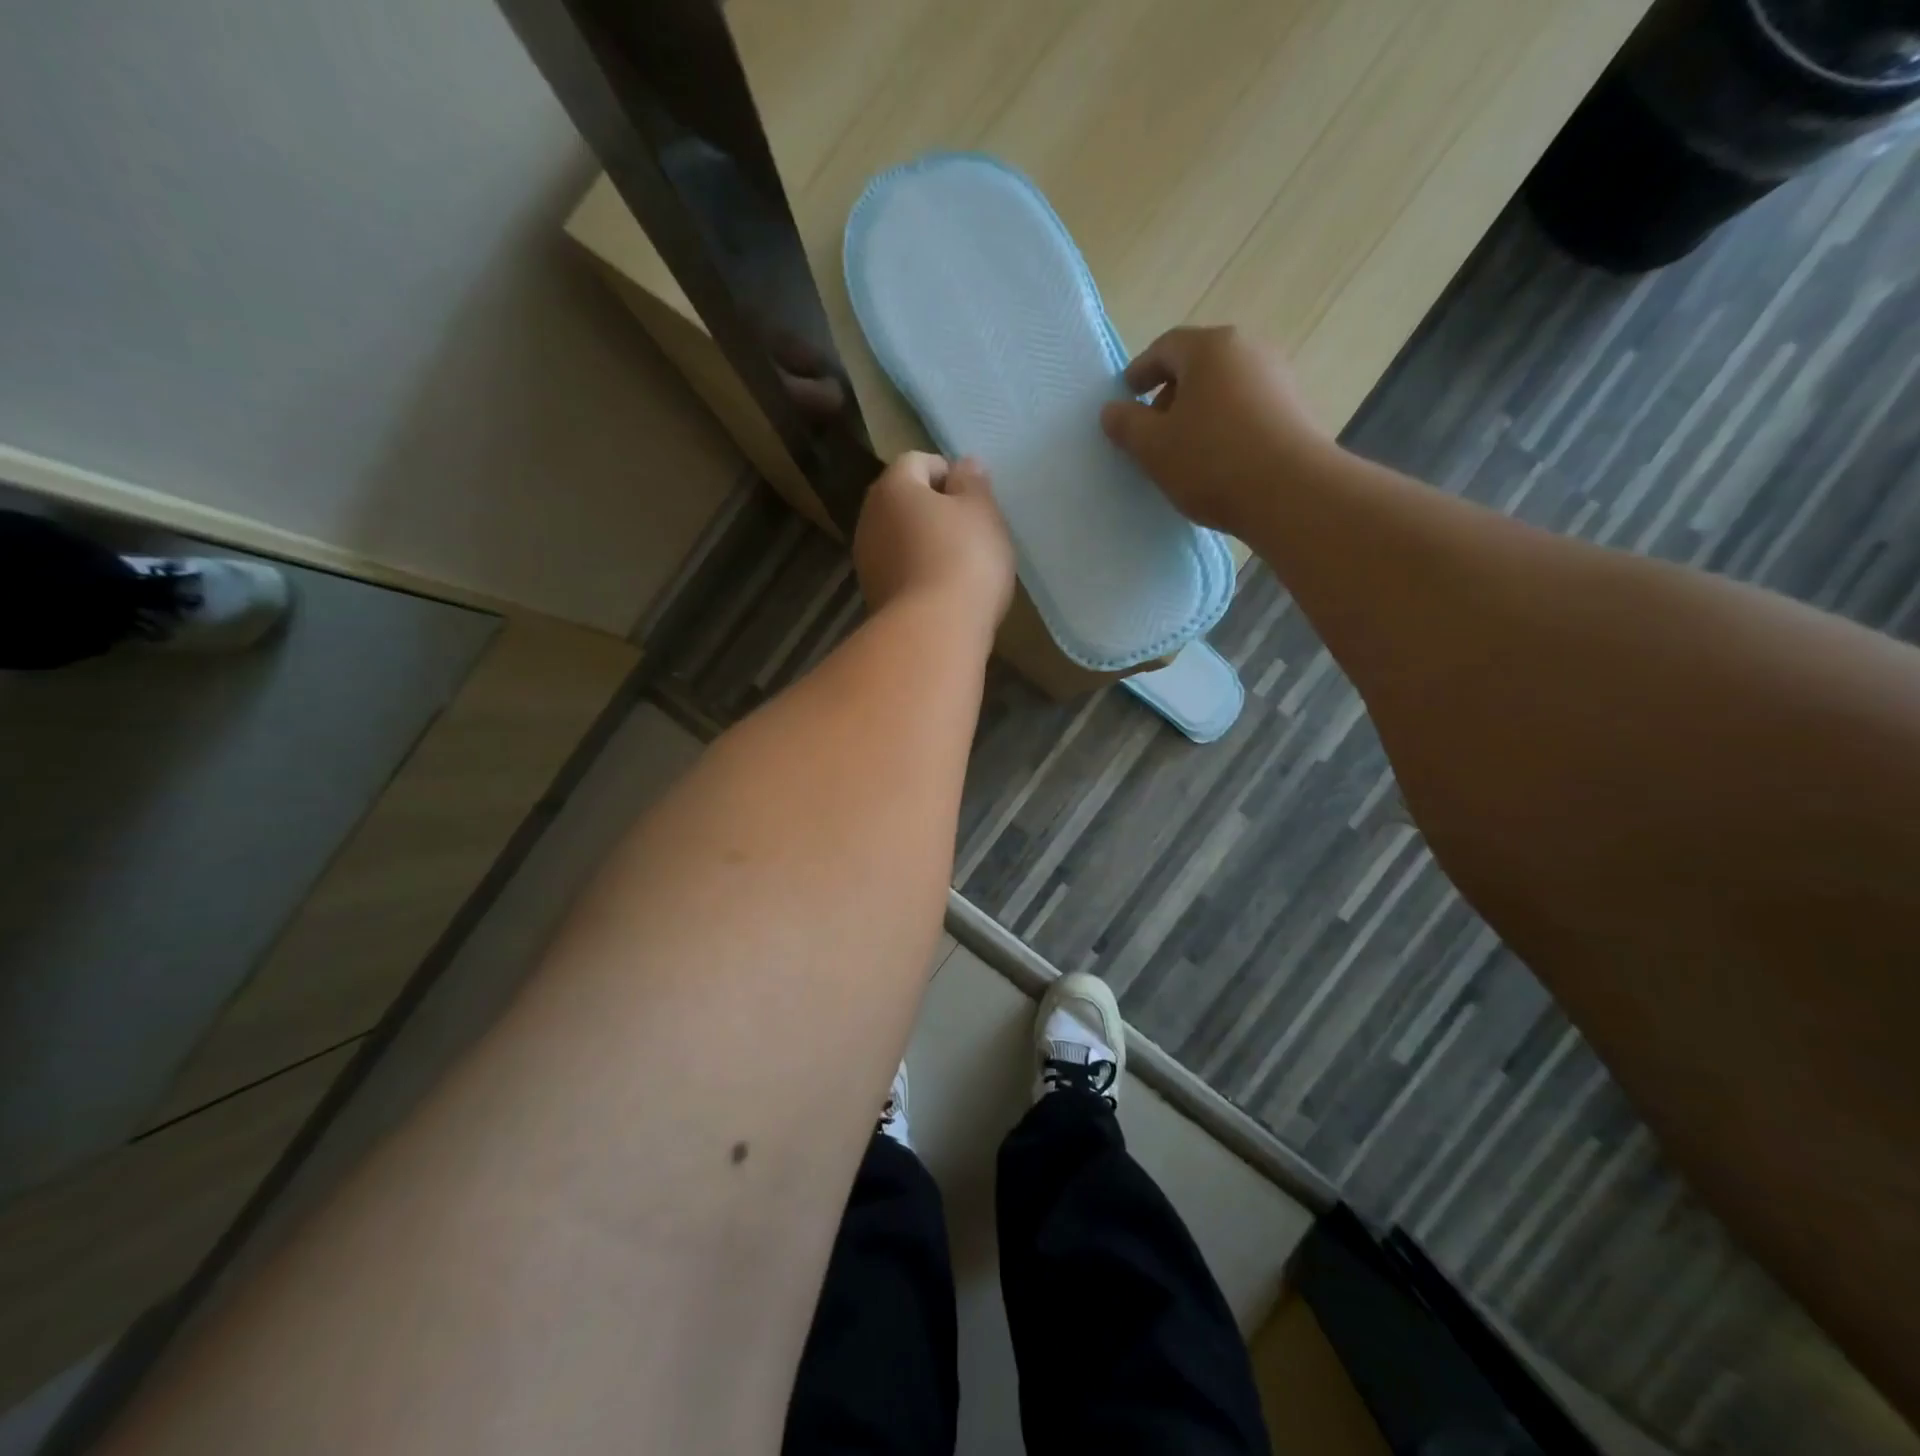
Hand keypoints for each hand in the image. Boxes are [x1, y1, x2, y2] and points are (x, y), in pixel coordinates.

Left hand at [853, 452, 1014, 634]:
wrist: (934, 632)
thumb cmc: (964, 558)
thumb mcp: (982, 512)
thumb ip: (973, 482)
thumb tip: (963, 465)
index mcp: (892, 487)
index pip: (917, 461)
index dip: (948, 473)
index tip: (975, 499)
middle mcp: (869, 518)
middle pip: (903, 501)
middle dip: (934, 510)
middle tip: (970, 531)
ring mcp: (866, 561)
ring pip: (899, 539)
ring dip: (924, 543)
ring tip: (960, 565)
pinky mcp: (873, 597)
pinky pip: (899, 571)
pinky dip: (918, 573)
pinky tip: (943, 592)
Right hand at [1099, 325, 1333, 537]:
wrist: (1291, 493)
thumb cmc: (1211, 461)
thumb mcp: (1153, 447)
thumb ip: (1126, 424)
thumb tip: (1112, 410)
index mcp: (1211, 348)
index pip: (1165, 347)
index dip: (1140, 371)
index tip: (1125, 395)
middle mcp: (1249, 351)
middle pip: (1199, 365)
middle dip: (1170, 394)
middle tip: (1151, 430)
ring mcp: (1278, 379)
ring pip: (1224, 389)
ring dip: (1199, 413)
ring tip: (1183, 450)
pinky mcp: (1295, 410)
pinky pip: (1247, 410)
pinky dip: (1224, 426)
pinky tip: (1216, 460)